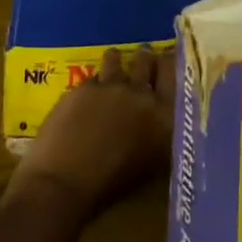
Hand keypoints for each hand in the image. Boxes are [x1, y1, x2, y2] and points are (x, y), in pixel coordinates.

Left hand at [10, 46, 172, 221]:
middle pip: (146, 61)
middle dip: (144, 58)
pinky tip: (89, 90)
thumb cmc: (112, 185)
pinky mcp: (83, 87)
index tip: (168, 57)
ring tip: (114, 60)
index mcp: (164, 115)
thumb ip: (160, 132)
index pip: (175, 73)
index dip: (171, 62)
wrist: (66, 183)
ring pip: (116, 60)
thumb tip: (162, 117)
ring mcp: (111, 86)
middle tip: (143, 56)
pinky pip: (93, 77)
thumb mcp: (152, 161)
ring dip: (116, 61)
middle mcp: (142, 94)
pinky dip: (93, 83)